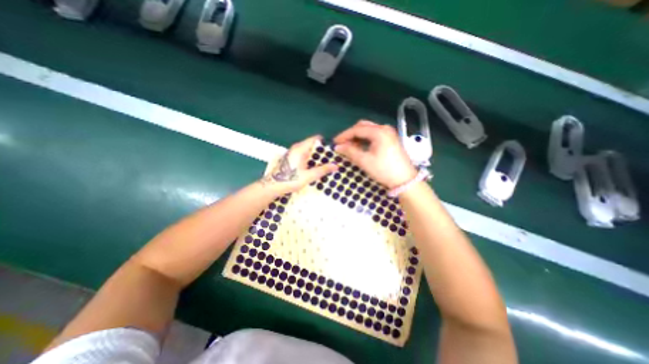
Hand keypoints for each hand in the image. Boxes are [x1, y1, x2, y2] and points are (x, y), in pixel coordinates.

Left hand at [261, 135, 336, 194]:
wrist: (273, 186)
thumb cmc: (290, 179)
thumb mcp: (309, 176)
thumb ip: (323, 170)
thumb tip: (336, 166)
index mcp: (301, 148)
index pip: (315, 139)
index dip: (325, 143)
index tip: (333, 150)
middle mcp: (296, 148)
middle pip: (313, 145)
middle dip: (322, 151)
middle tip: (332, 159)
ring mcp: (293, 153)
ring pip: (308, 151)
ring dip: (317, 156)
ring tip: (326, 164)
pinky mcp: (291, 159)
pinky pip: (304, 155)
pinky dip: (311, 159)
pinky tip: (315, 167)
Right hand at [334, 119, 414, 186]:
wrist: (404, 180)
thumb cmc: (384, 170)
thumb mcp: (365, 161)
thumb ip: (350, 151)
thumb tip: (338, 147)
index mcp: (379, 132)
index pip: (357, 129)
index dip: (344, 135)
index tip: (334, 142)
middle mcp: (384, 128)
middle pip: (363, 126)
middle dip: (351, 134)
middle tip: (342, 144)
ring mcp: (389, 133)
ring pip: (368, 130)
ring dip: (358, 137)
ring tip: (350, 147)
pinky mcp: (390, 139)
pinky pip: (374, 135)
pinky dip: (365, 139)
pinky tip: (360, 147)